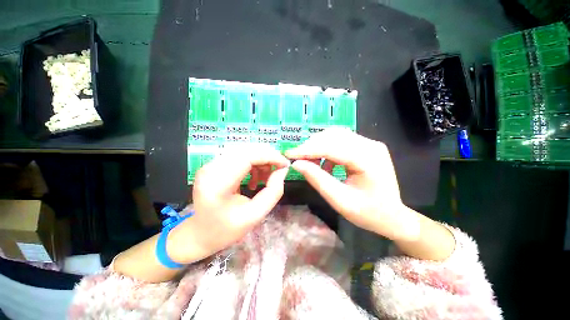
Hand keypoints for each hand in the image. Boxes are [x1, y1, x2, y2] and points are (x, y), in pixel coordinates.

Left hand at [170, 144, 289, 263]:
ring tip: (266, 177)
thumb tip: (282, 170)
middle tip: (279, 169)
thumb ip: (273, 192)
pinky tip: (255, 178)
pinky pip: (239, 156)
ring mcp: (210, 165)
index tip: (285, 164)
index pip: (248, 157)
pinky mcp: (214, 165)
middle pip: (246, 150)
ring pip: (244, 150)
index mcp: (218, 184)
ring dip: (261, 160)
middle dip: (268, 156)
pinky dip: (253, 163)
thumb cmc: (226, 230)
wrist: (200, 234)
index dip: (270, 156)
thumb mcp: (255, 215)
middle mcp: (211, 169)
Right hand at [285, 128, 419, 241]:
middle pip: (333, 136)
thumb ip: (318, 180)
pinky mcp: (367, 147)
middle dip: (311, 146)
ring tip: (308, 160)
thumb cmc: (369, 213)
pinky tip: (325, 163)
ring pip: (336, 136)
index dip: (307, 149)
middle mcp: (371, 145)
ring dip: (318, 145)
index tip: (289, 154)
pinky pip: (341, 141)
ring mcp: (370, 144)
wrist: (393, 216)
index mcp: (368, 160)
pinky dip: (327, 149)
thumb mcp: (340, 200)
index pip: (331, 147)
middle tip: (297, 158)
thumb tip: (297, 164)